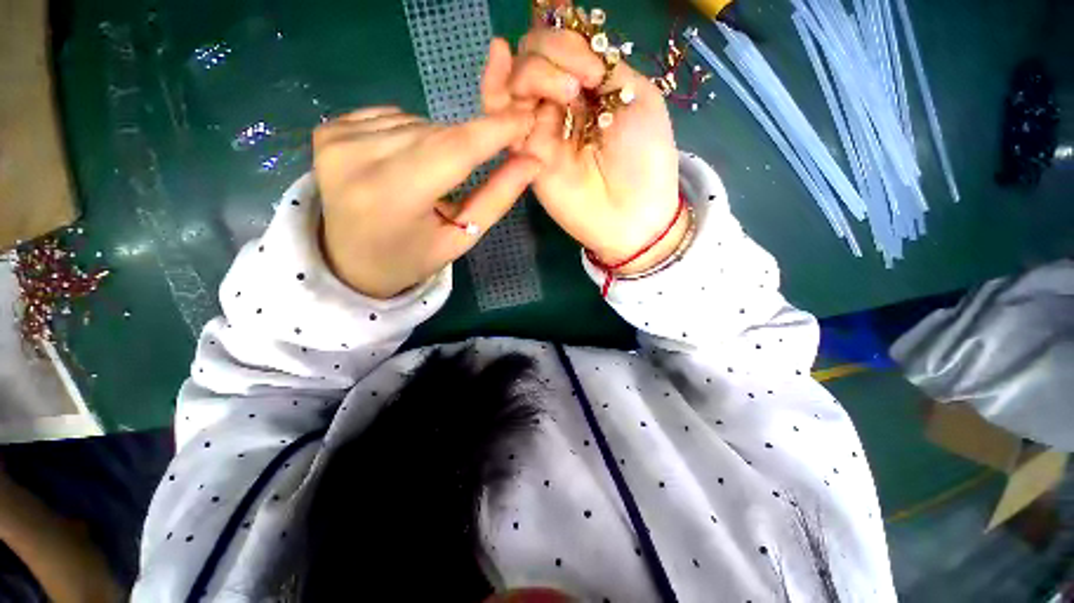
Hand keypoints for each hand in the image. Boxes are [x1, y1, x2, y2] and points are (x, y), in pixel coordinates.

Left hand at [314, 106, 538, 297]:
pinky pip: (393, 117)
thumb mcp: (461, 237)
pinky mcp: (328, 129)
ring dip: (440, 143)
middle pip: (438, 133)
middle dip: (470, 142)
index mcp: (393, 197)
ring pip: (418, 122)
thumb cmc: (412, 258)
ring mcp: (337, 139)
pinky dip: (413, 134)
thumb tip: (532, 160)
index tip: (526, 119)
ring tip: (435, 176)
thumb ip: (497, 198)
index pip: (455, 149)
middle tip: (485, 158)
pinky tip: (408, 162)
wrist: (350, 261)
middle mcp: (357, 159)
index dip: (494, 131)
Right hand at [481, 20, 683, 273]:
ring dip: (536, 70)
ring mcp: (541, 128)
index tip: (586, 56)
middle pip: (535, 54)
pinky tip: (500, 60)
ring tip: (566, 95)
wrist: (631, 213)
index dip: (566, 37)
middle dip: (555, 52)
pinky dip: (496, 84)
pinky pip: (500, 112)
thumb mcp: (637, 97)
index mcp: (590, 86)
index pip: (563, 44)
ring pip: (517, 77)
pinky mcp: (526, 151)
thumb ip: (603, 68)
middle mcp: (561, 103)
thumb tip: (570, 50)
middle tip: (583, 83)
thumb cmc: (645, 158)